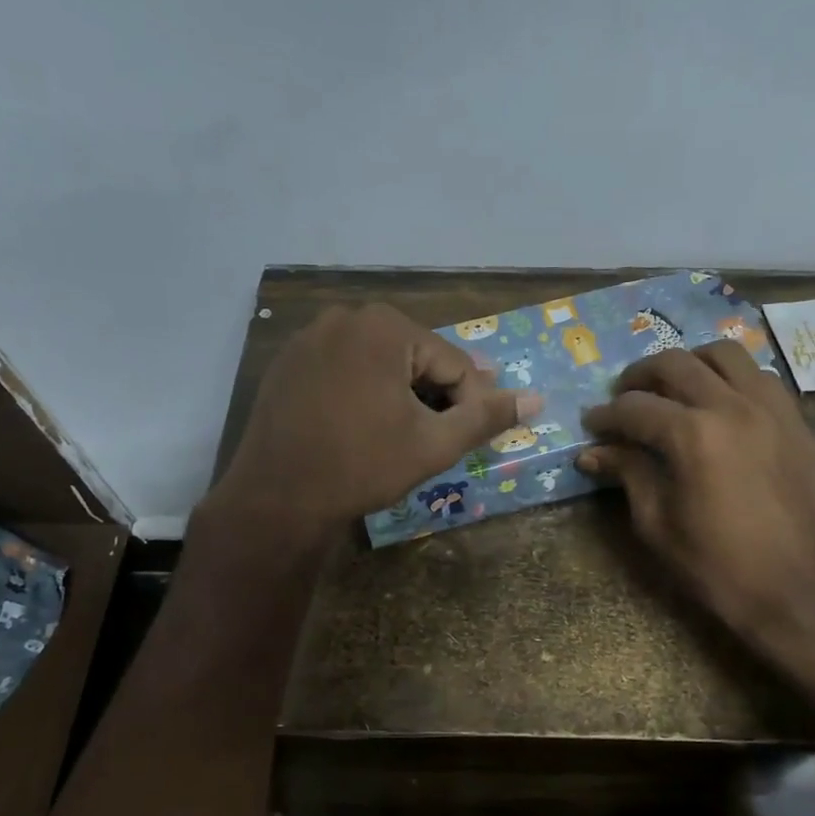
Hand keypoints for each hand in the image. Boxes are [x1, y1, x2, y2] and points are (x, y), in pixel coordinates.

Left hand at [209, 303, 541, 536]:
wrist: (278, 498)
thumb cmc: (363, 466)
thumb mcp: (434, 444)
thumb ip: (487, 417)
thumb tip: (536, 399)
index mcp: (386, 327)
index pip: (453, 363)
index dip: (471, 403)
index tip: (473, 437)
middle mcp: (346, 317)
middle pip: (415, 359)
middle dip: (434, 397)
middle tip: (438, 438)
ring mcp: (310, 338)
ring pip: (379, 364)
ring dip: (400, 395)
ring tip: (403, 436)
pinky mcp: (288, 363)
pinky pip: (344, 371)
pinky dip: (363, 393)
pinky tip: (362, 428)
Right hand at [578, 342, 814, 646]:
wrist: (789, 588)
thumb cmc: (713, 564)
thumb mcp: (656, 523)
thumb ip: (628, 474)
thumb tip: (592, 453)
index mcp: (693, 435)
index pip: (636, 408)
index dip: (606, 415)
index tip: (591, 424)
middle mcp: (733, 406)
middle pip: (676, 364)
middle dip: (639, 376)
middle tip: (623, 396)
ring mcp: (771, 408)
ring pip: (725, 355)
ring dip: (690, 363)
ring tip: (673, 387)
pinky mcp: (795, 421)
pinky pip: (761, 377)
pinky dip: (732, 379)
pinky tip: (719, 402)